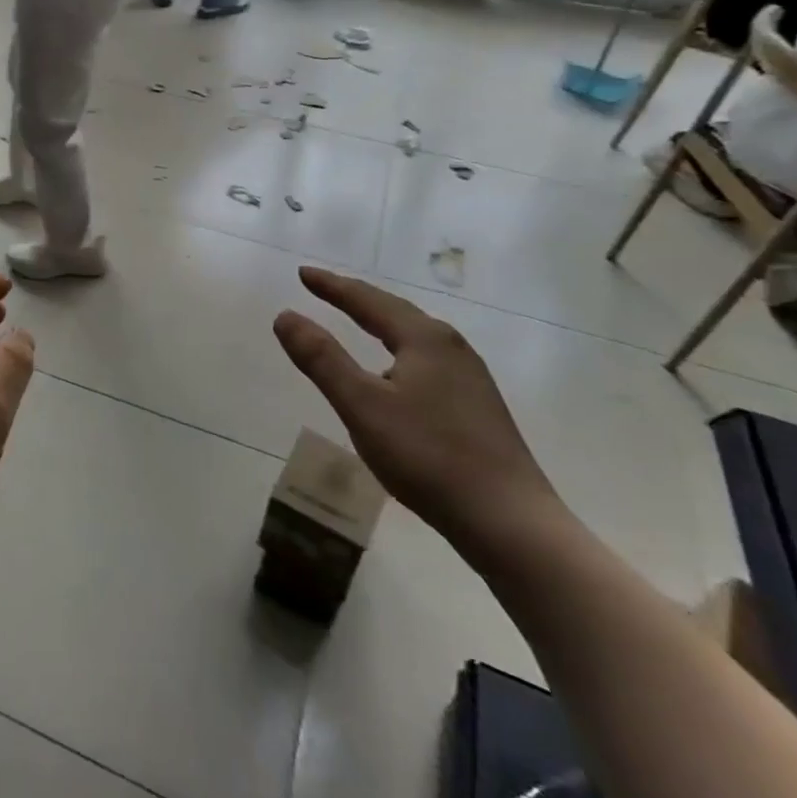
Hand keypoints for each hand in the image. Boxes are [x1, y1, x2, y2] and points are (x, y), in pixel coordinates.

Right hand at [273, 267, 558, 550]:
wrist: (511, 523)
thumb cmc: (429, 457)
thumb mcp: (362, 406)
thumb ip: (321, 359)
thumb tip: (285, 316)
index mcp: (425, 338)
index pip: (367, 300)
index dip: (332, 286)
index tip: (302, 273)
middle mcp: (451, 347)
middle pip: (395, 312)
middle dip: (356, 299)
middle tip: (324, 289)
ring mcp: (469, 377)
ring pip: (413, 337)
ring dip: (380, 324)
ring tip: (356, 323)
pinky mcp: (477, 407)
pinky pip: (425, 361)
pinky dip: (397, 352)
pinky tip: (393, 376)